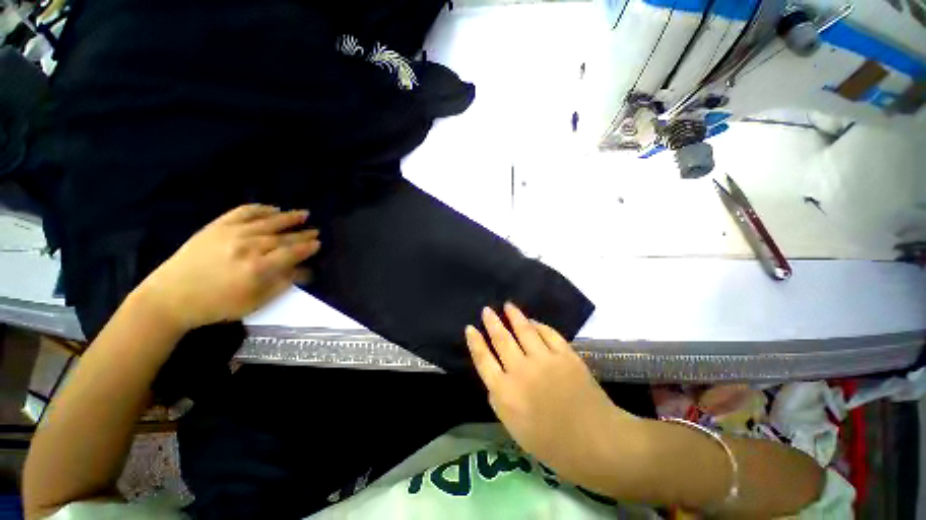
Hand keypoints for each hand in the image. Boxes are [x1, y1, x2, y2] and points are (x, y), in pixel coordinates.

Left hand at [136, 204, 320, 331]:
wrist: (170, 297)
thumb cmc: (216, 305)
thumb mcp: (254, 302)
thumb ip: (281, 284)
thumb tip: (304, 271)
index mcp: (258, 268)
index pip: (291, 253)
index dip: (307, 248)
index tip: (318, 244)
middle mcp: (248, 247)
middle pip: (283, 237)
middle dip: (302, 234)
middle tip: (316, 230)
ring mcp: (231, 233)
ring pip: (267, 222)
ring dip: (288, 217)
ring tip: (303, 214)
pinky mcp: (216, 226)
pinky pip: (242, 212)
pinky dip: (259, 209)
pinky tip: (272, 208)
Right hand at [465, 303, 638, 487]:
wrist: (596, 442)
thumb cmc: (552, 444)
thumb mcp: (515, 429)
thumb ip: (500, 401)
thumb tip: (494, 380)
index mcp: (505, 392)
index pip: (483, 359)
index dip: (475, 342)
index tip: (470, 328)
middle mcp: (521, 370)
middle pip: (501, 339)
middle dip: (492, 322)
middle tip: (487, 310)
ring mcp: (544, 359)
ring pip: (524, 330)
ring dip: (514, 316)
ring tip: (508, 306)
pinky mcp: (565, 354)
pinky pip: (548, 333)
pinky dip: (539, 325)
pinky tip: (533, 321)